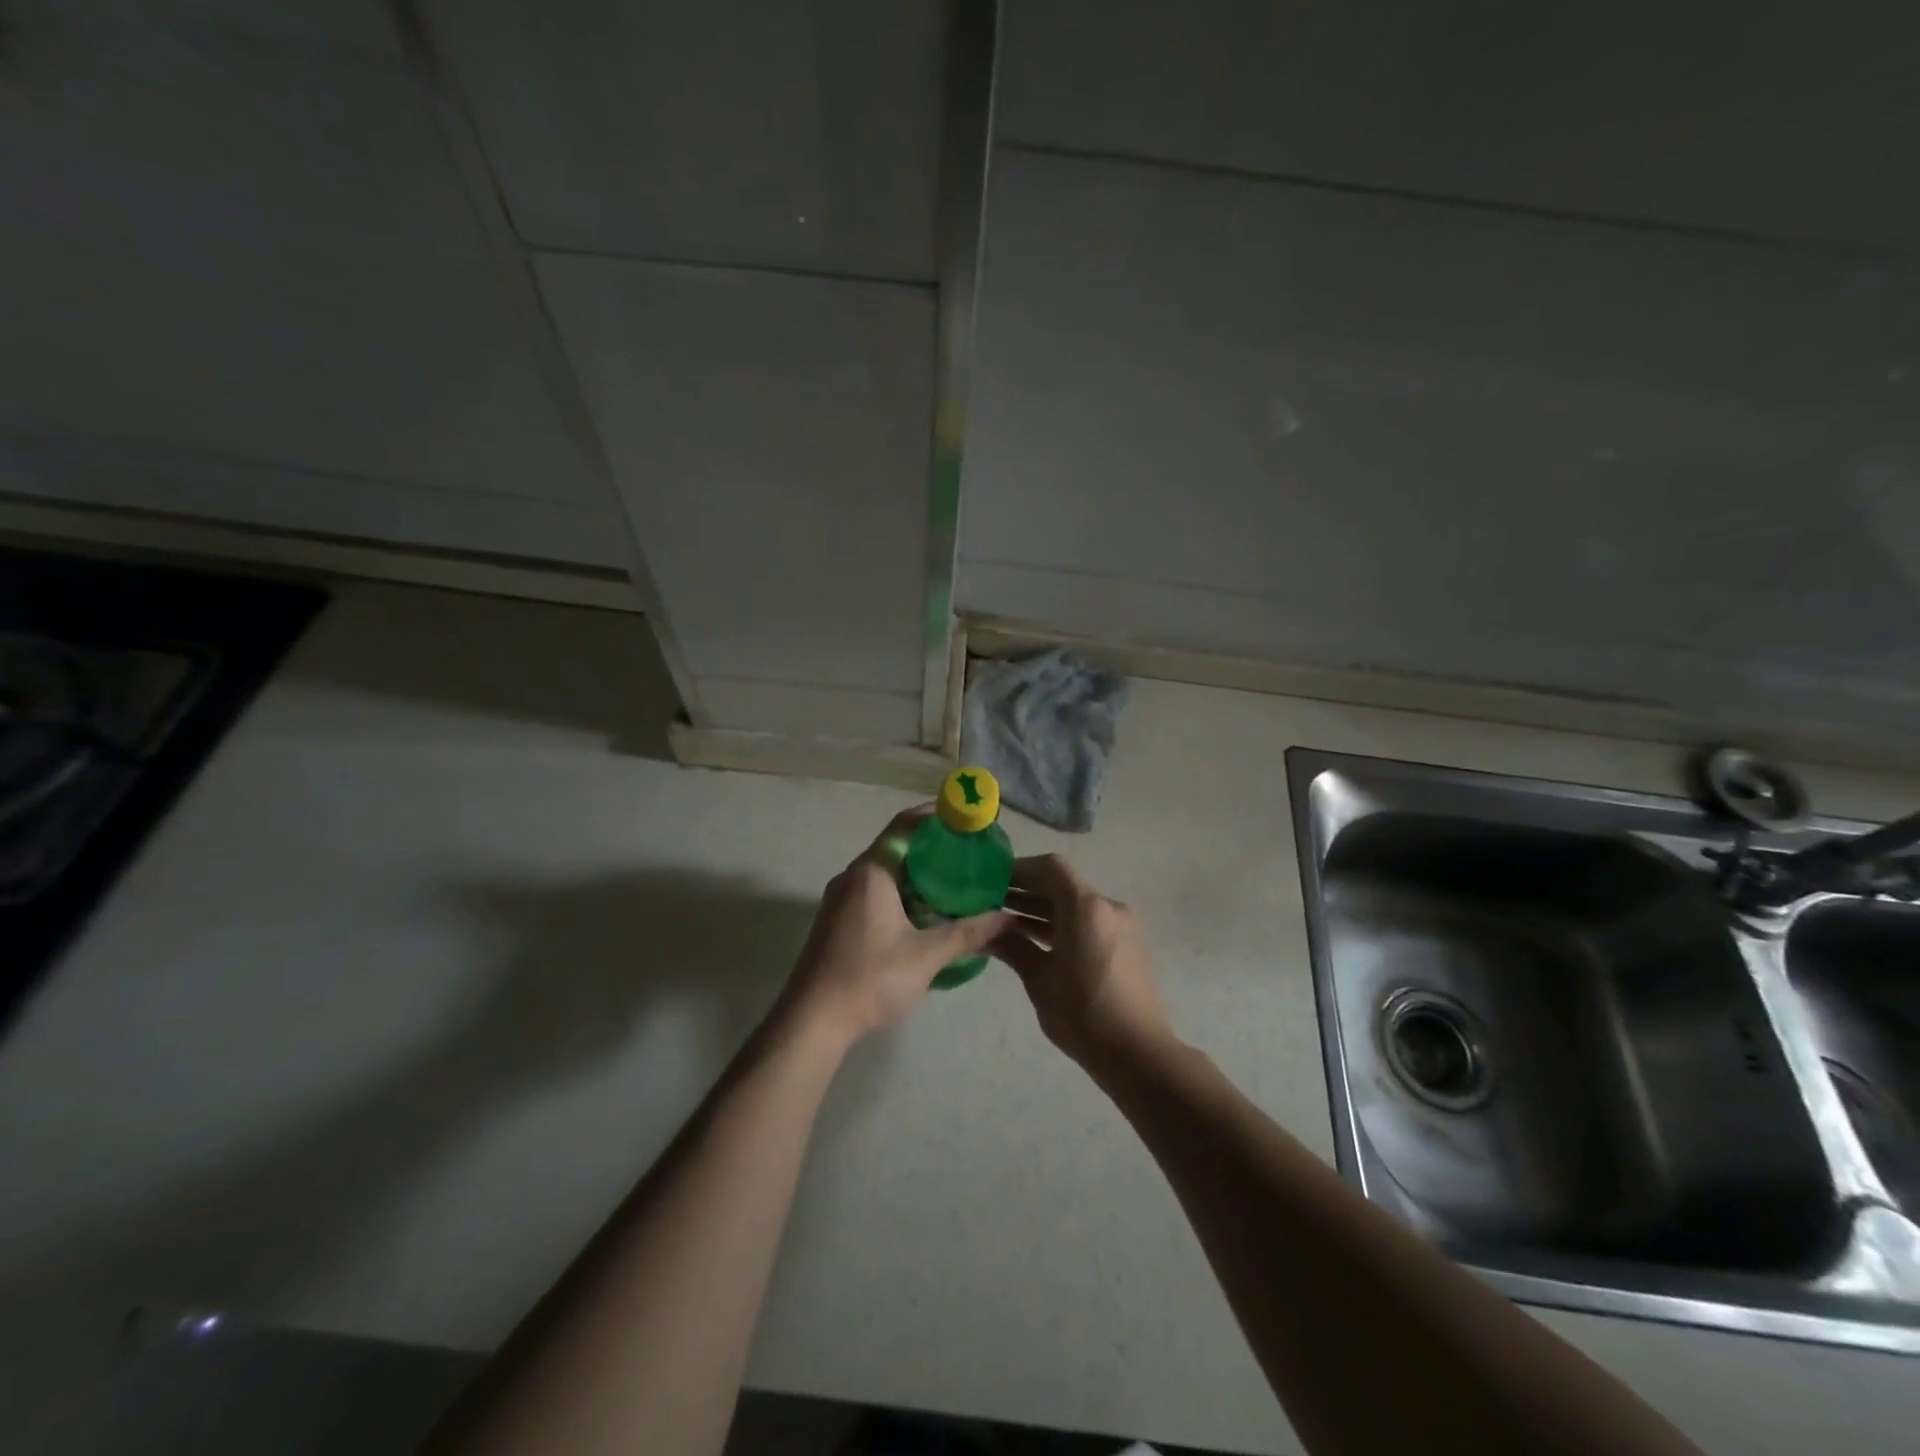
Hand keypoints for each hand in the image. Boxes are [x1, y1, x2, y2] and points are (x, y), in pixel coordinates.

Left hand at [781, 807, 1012, 1045]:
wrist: (812, 1020)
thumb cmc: (870, 978)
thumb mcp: (926, 956)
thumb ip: (967, 933)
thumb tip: (1006, 918)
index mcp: (872, 872)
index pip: (905, 826)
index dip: (934, 815)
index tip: (963, 815)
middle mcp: (852, 876)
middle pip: (896, 847)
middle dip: (931, 847)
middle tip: (968, 852)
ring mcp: (840, 899)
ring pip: (885, 873)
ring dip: (916, 874)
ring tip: (953, 882)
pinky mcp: (836, 921)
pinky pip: (874, 892)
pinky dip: (901, 892)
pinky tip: (925, 913)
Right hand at [992, 855, 1172, 1069]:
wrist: (1137, 1054)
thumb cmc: (1083, 1014)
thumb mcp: (1039, 980)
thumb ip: (1012, 947)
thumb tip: (985, 930)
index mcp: (1087, 908)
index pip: (1051, 868)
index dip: (1020, 869)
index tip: (992, 880)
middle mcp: (1108, 907)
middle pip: (1063, 884)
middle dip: (1027, 890)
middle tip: (991, 901)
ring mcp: (1120, 926)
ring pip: (1075, 905)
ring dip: (1043, 909)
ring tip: (1005, 921)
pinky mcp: (1126, 945)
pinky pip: (1088, 922)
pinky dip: (1062, 924)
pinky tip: (1034, 940)